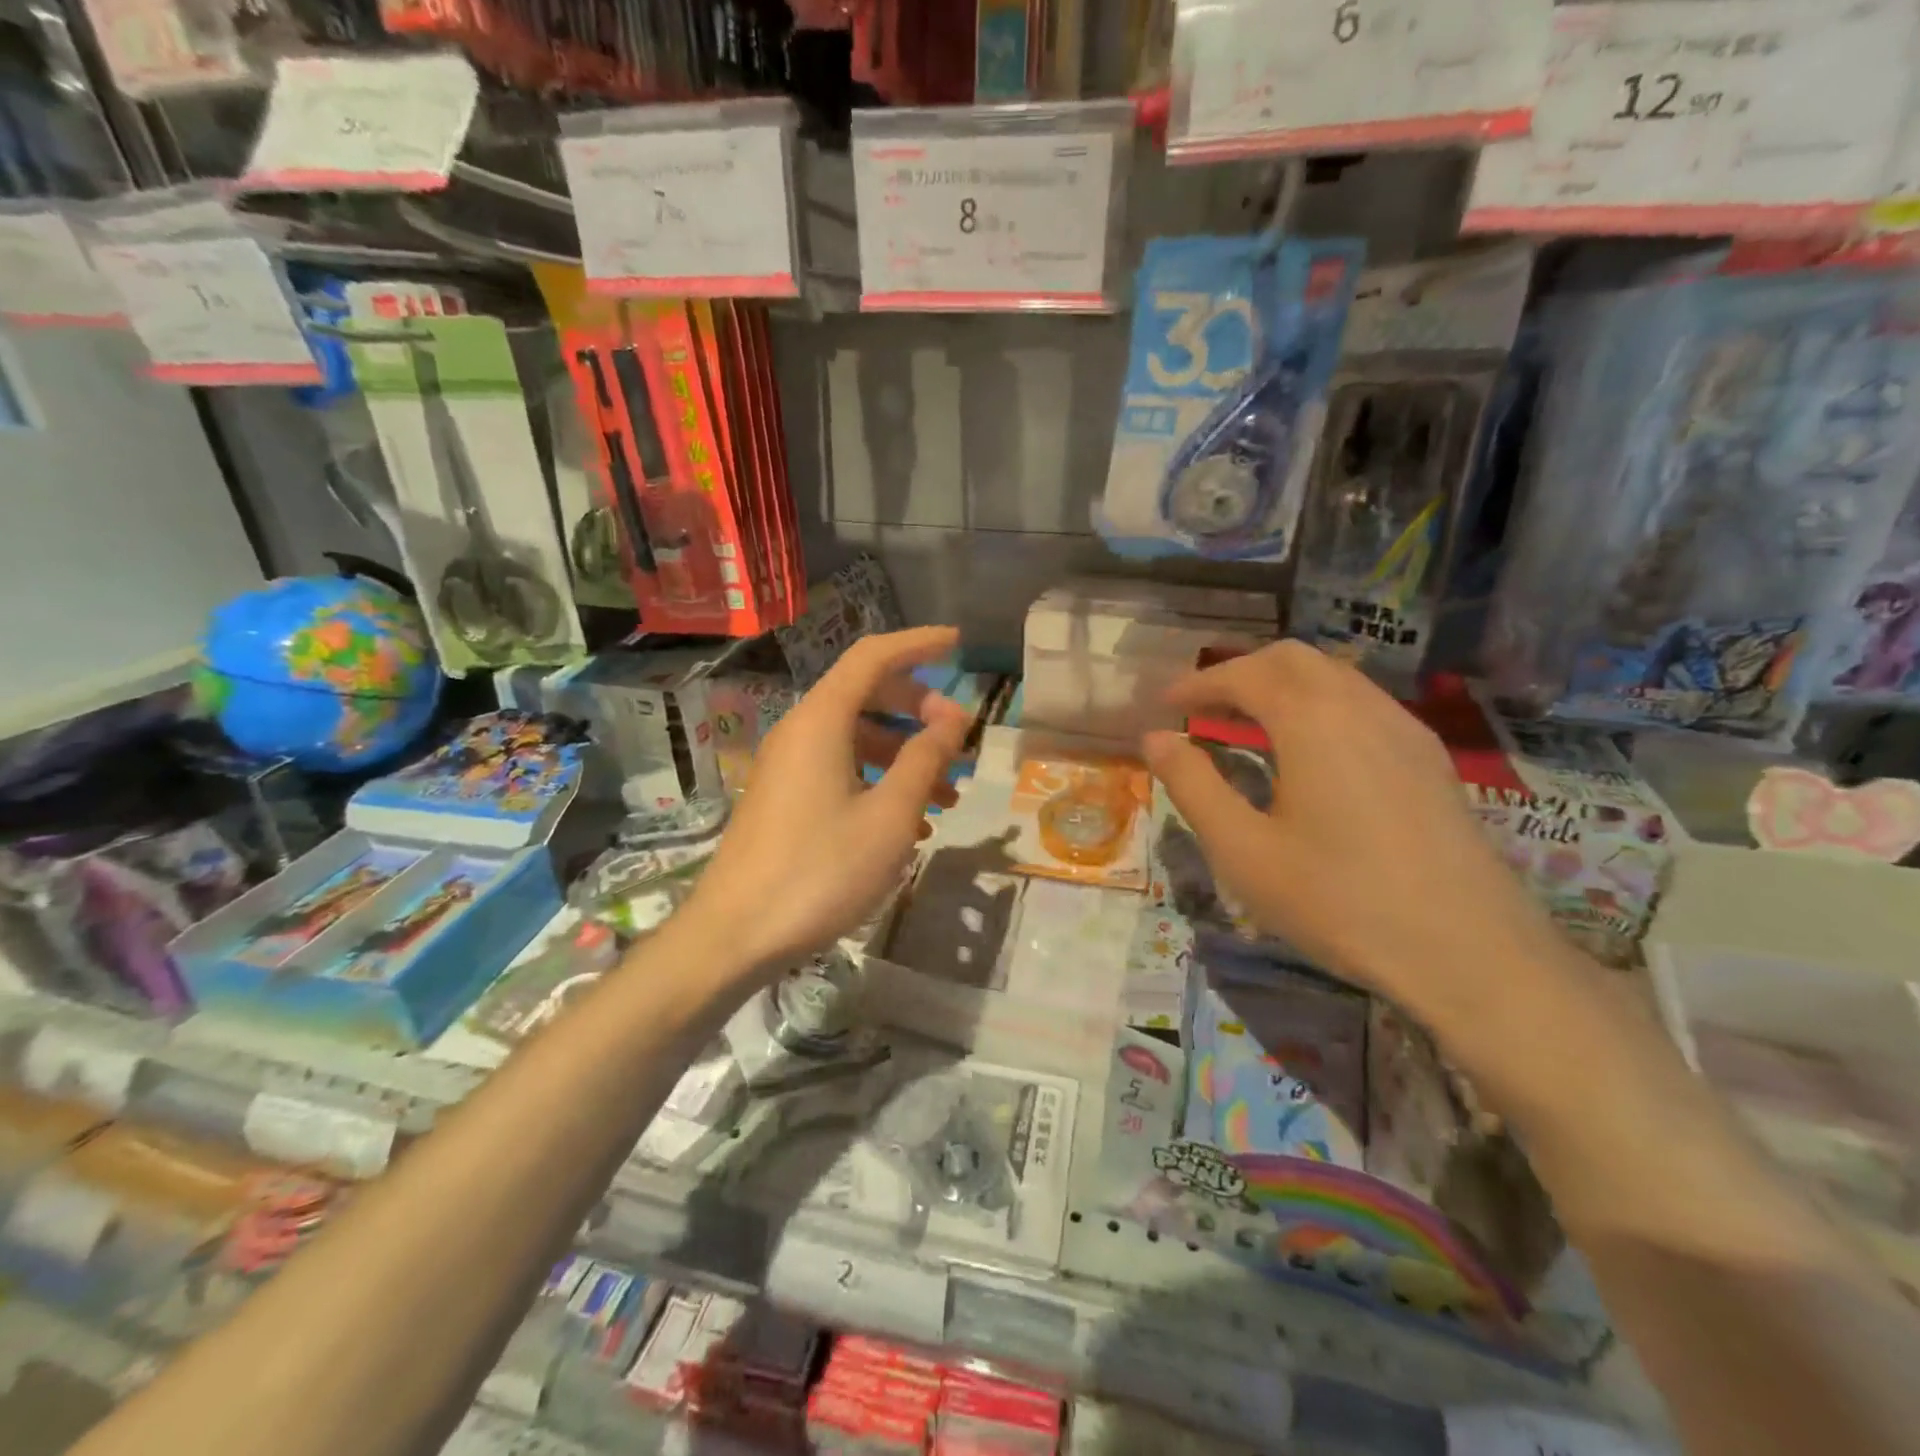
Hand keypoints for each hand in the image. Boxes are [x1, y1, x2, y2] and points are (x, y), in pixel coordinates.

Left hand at [683, 626, 971, 977]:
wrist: (735, 936)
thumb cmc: (820, 871)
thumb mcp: (889, 816)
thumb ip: (925, 759)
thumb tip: (954, 717)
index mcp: (822, 721)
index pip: (873, 657)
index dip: (918, 644)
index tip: (959, 644)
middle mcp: (801, 732)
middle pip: (866, 694)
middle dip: (919, 709)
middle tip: (959, 738)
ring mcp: (789, 767)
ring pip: (857, 739)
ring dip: (905, 755)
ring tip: (949, 793)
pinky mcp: (786, 799)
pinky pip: (841, 770)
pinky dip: (880, 781)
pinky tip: (910, 824)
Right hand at [1141, 641, 1565, 1020]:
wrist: (1470, 953)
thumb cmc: (1338, 900)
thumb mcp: (1242, 849)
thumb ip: (1192, 785)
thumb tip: (1155, 738)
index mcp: (1312, 720)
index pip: (1245, 674)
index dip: (1199, 683)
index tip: (1164, 704)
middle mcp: (1362, 707)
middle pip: (1293, 659)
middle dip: (1240, 672)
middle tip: (1203, 706)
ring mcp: (1405, 730)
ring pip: (1334, 677)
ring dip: (1282, 685)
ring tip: (1247, 724)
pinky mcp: (1430, 759)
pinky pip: (1364, 704)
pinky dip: (1319, 705)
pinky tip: (1310, 753)